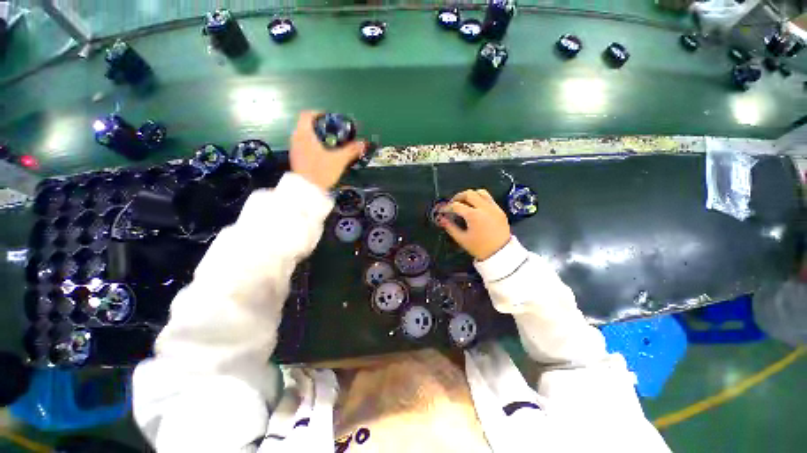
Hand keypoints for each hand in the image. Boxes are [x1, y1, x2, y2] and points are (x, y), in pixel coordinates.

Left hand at [290, 111, 365, 190]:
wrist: (307, 191)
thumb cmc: (321, 171)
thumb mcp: (339, 160)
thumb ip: (351, 150)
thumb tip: (363, 143)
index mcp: (304, 134)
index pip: (307, 115)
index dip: (319, 113)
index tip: (330, 119)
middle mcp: (296, 139)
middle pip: (306, 125)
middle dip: (320, 127)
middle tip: (333, 133)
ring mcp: (294, 149)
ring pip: (304, 136)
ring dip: (316, 137)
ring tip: (330, 144)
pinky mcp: (296, 159)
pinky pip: (303, 146)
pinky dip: (312, 146)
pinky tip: (322, 155)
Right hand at [439, 189, 510, 260]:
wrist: (501, 254)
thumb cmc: (479, 248)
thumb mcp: (462, 239)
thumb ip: (450, 227)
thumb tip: (441, 219)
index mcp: (474, 215)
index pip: (456, 205)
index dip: (447, 207)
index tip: (442, 211)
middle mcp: (484, 208)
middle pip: (469, 194)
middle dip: (458, 197)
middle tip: (452, 204)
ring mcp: (494, 208)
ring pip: (480, 192)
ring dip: (470, 195)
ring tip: (464, 202)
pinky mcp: (500, 210)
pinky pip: (489, 198)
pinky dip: (480, 198)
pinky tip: (476, 207)